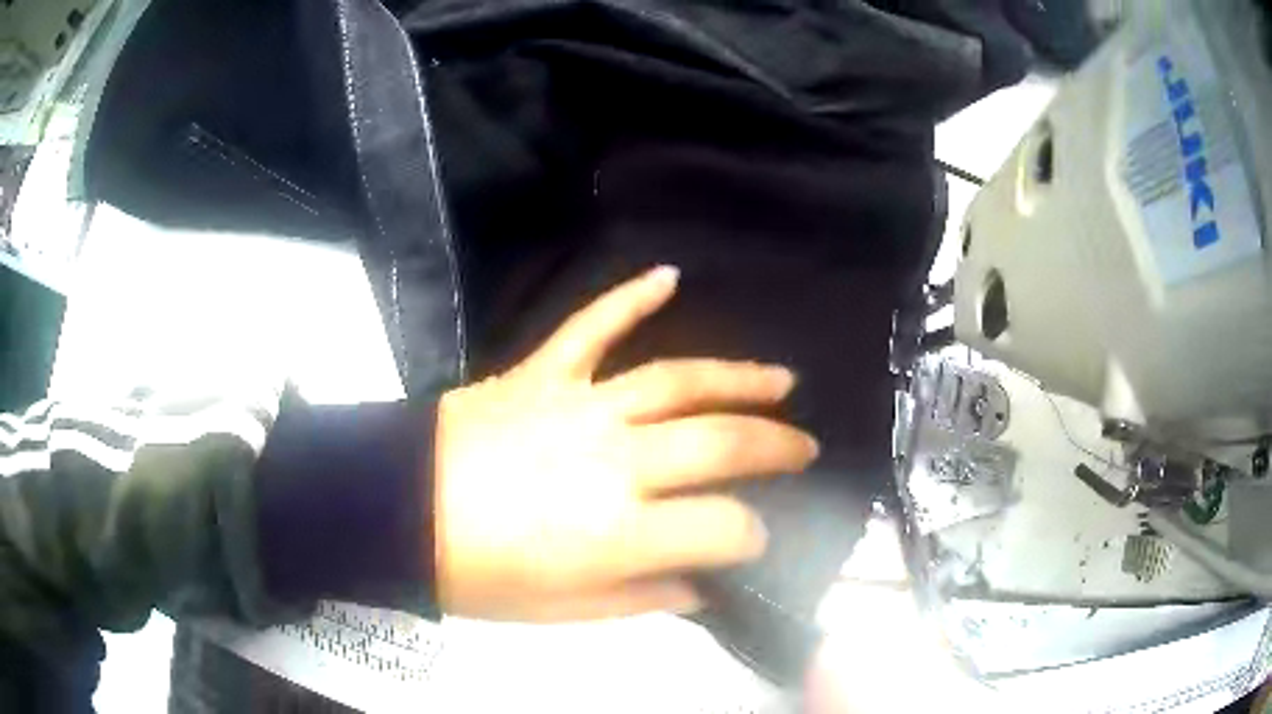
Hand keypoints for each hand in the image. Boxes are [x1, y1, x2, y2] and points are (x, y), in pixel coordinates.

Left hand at [434, 266, 818, 621]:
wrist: (396, 511)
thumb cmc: (474, 575)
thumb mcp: (561, 612)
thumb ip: (642, 598)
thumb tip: (703, 587)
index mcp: (620, 533)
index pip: (723, 528)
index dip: (750, 538)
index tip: (753, 540)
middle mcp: (616, 461)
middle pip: (721, 443)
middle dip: (776, 447)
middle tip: (805, 446)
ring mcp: (580, 405)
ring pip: (678, 380)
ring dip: (738, 377)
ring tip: (783, 381)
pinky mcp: (543, 372)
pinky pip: (593, 325)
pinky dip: (629, 296)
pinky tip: (668, 275)